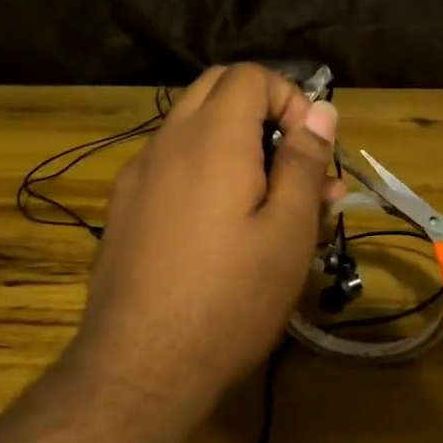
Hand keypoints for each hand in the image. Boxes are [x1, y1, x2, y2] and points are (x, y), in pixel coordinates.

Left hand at [67, 64, 338, 427]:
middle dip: (262, 114)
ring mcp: (136, 177)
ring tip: (271, 206)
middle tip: (294, 168)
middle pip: (214, 92)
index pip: (249, 76)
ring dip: (235, 148)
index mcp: (211, 139)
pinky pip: (171, 168)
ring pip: (191, 132)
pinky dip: (205, 174)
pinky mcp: (123, 210)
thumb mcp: (287, 233)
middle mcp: (165, 143)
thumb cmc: (230, 300)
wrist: (140, 366)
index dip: (290, 98)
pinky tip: (222, 229)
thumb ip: (304, 164)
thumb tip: (319, 112)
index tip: (311, 150)